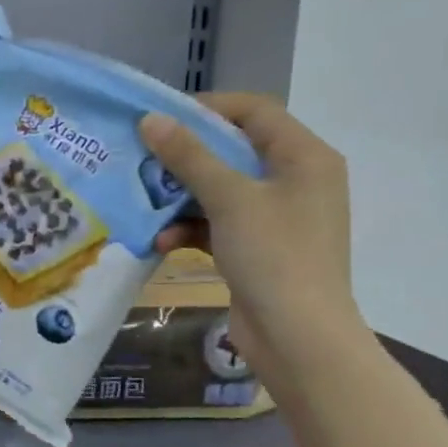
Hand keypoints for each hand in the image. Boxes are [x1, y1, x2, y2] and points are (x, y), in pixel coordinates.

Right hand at [142, 94, 363, 382]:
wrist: (298, 338)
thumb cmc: (274, 256)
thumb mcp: (230, 199)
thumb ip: (190, 157)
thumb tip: (151, 120)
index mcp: (304, 158)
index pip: (255, 111)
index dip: (207, 109)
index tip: (161, 118)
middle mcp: (295, 181)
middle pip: (233, 152)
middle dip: (185, 158)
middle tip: (143, 158)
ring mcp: (277, 218)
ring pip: (220, 191)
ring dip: (181, 198)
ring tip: (145, 203)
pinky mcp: (258, 249)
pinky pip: (218, 225)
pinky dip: (191, 229)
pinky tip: (163, 241)